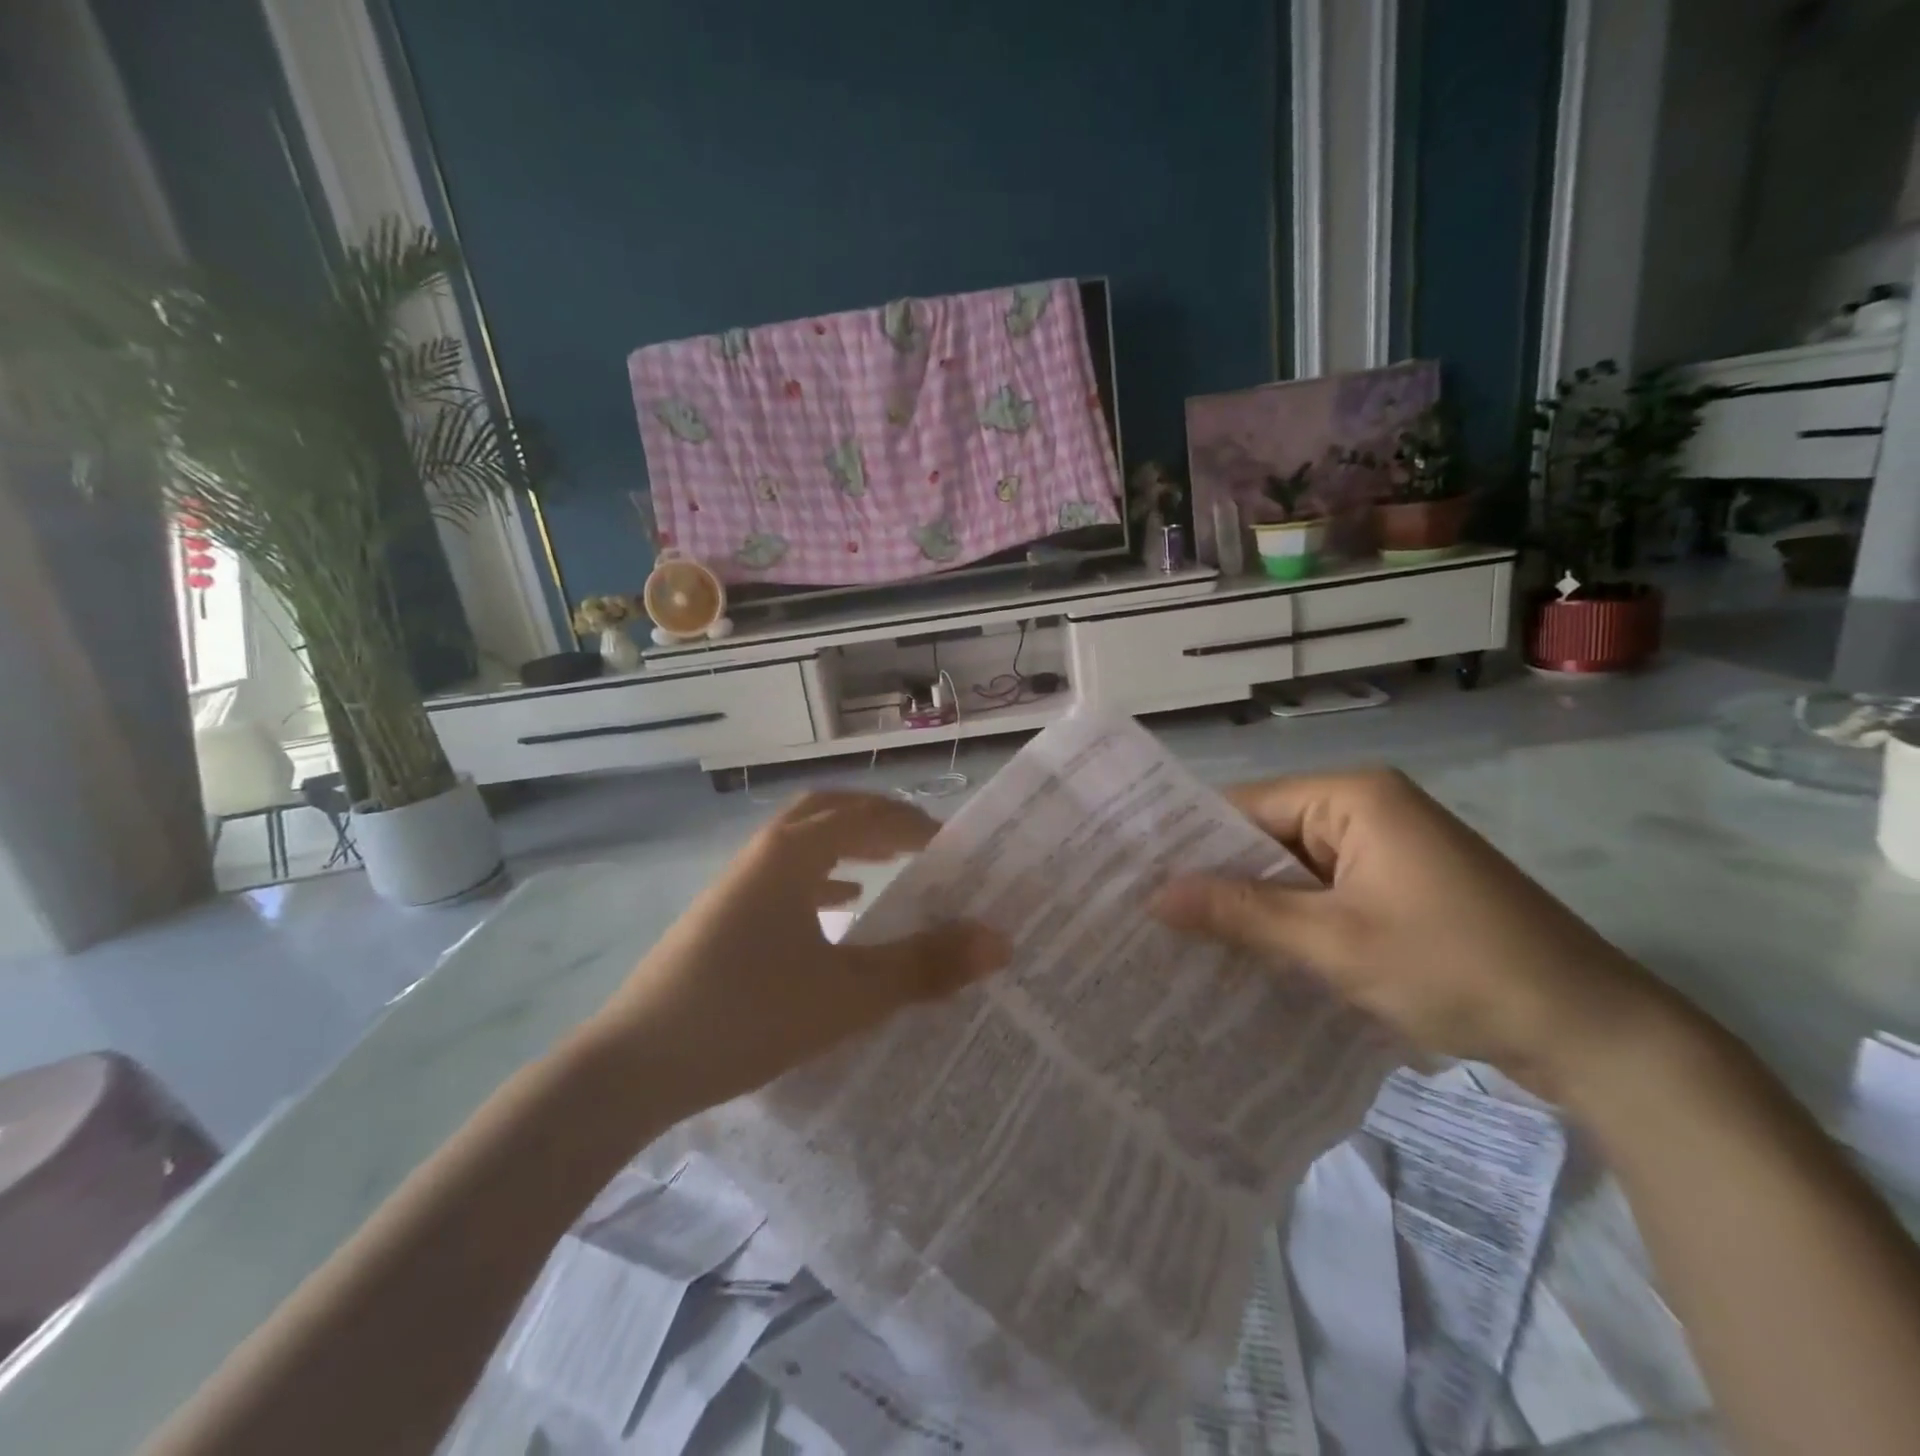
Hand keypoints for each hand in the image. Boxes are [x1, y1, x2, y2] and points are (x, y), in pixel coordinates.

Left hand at [591, 791, 1007, 1120]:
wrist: (635, 1066)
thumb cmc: (749, 1015)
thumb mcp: (849, 995)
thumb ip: (926, 966)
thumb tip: (1001, 941)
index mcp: (793, 854)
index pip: (865, 814)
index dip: (913, 823)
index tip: (952, 845)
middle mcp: (763, 854)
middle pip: (828, 812)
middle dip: (877, 820)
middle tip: (921, 844)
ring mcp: (736, 884)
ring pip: (802, 843)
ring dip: (847, 845)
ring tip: (888, 868)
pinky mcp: (722, 916)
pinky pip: (782, 877)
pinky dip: (819, 878)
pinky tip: (837, 910)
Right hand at [1151, 768, 1676, 1100]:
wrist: (1597, 1035)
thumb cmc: (1458, 968)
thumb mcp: (1335, 942)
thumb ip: (1242, 913)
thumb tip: (1155, 895)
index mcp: (1352, 796)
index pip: (1243, 807)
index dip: (1189, 843)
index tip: (1134, 880)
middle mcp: (1364, 809)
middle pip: (1265, 837)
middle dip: (1216, 880)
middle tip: (1146, 918)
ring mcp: (1383, 850)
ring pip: (1291, 872)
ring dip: (1250, 907)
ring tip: (1179, 940)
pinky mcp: (1396, 889)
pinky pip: (1321, 895)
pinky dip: (1288, 923)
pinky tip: (1244, 955)